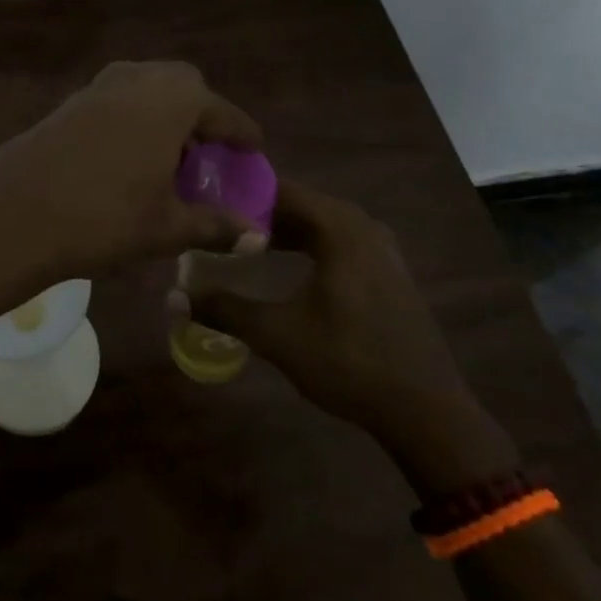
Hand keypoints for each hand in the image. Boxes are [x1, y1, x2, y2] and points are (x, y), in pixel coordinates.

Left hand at [0, 62, 263, 299]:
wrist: (15, 213)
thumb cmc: (104, 218)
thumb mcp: (167, 227)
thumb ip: (216, 226)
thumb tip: (257, 238)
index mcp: (171, 99)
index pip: (222, 112)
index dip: (241, 134)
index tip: (253, 151)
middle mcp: (137, 79)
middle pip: (183, 85)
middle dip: (200, 115)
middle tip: (205, 155)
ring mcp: (98, 86)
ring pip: (146, 89)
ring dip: (164, 115)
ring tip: (168, 161)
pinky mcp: (69, 102)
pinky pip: (117, 100)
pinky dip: (133, 119)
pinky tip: (127, 159)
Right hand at [185, 179, 510, 481]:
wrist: (427, 411)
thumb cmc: (349, 362)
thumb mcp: (278, 335)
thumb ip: (224, 309)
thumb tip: (173, 298)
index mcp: (339, 228)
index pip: (281, 189)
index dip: (242, 192)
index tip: (206, 200)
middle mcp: (362, 226)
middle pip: (301, 204)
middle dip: (259, 212)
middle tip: (217, 224)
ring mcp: (381, 249)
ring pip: (320, 225)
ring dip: (284, 231)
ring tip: (244, 244)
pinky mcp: (388, 272)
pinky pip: (338, 243)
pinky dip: (309, 246)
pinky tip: (287, 268)